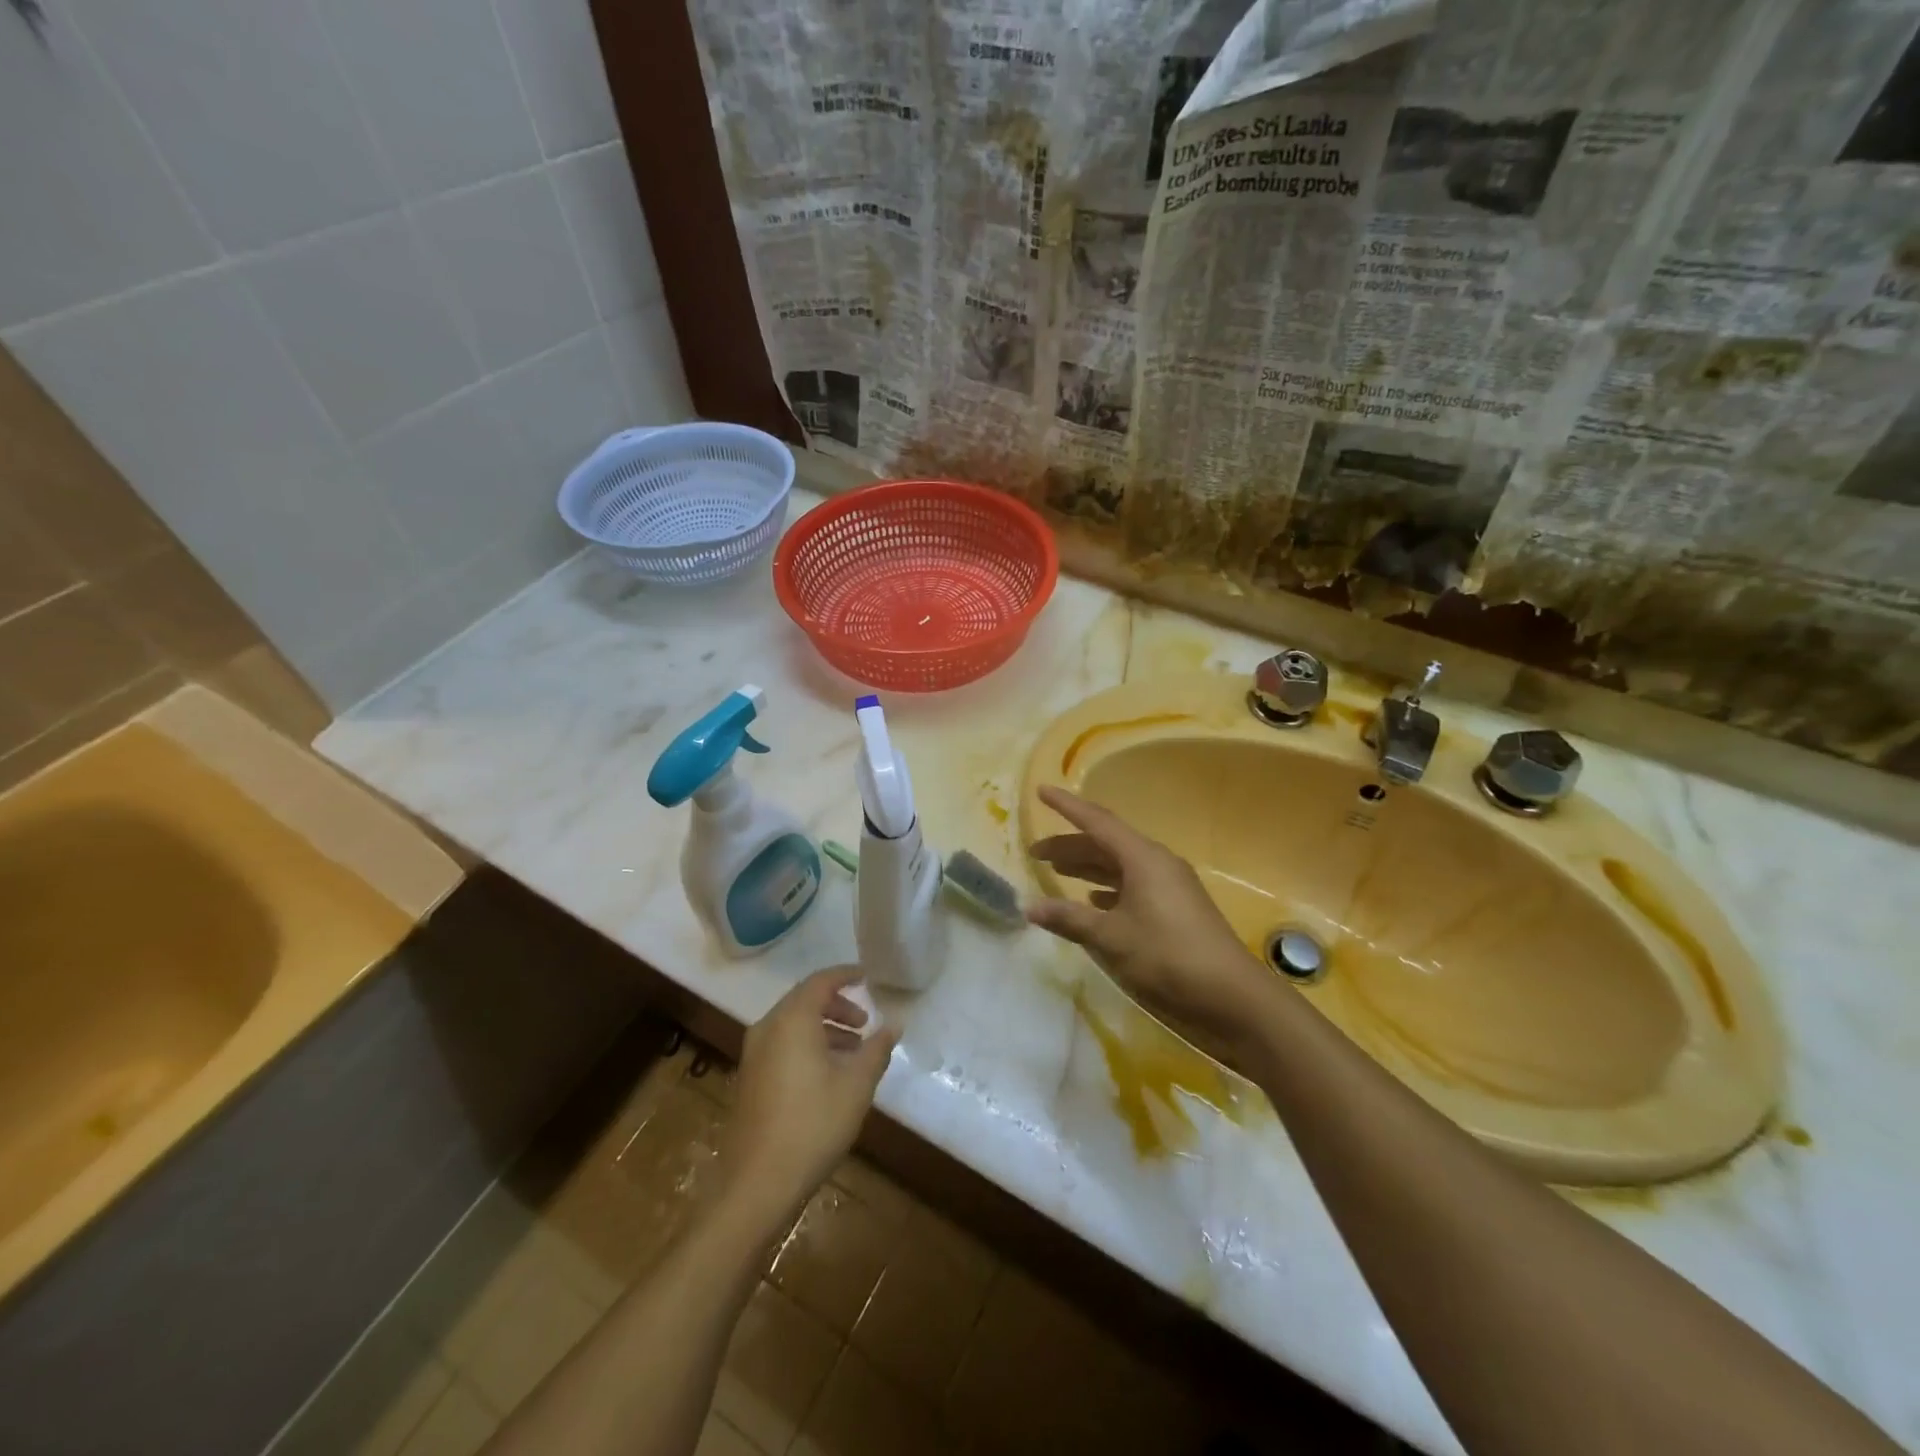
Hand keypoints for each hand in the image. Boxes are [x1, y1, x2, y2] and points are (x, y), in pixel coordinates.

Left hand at [723, 967, 899, 1220]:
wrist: (757, 1183)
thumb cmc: (813, 1124)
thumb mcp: (856, 1085)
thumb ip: (877, 1049)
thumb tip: (894, 1024)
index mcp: (792, 1019)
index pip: (821, 981)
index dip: (846, 975)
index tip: (868, 977)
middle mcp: (768, 1027)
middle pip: (805, 1000)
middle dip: (837, 1005)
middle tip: (864, 1023)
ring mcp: (754, 1054)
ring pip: (793, 1023)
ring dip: (824, 1027)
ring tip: (853, 1051)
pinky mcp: (750, 1077)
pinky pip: (782, 1043)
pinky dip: (807, 1044)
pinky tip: (828, 1073)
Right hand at [1027, 785, 1272, 1055]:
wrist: (1232, 996)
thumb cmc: (1167, 956)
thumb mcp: (1111, 937)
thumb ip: (1069, 919)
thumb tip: (1029, 906)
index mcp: (1142, 857)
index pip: (1096, 821)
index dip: (1066, 806)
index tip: (1041, 791)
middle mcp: (1156, 863)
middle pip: (1106, 843)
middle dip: (1070, 846)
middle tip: (1036, 853)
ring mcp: (1169, 885)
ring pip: (1119, 866)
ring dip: (1088, 868)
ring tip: (1057, 872)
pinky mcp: (1175, 908)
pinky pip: (1133, 886)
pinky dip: (1108, 889)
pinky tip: (1093, 903)